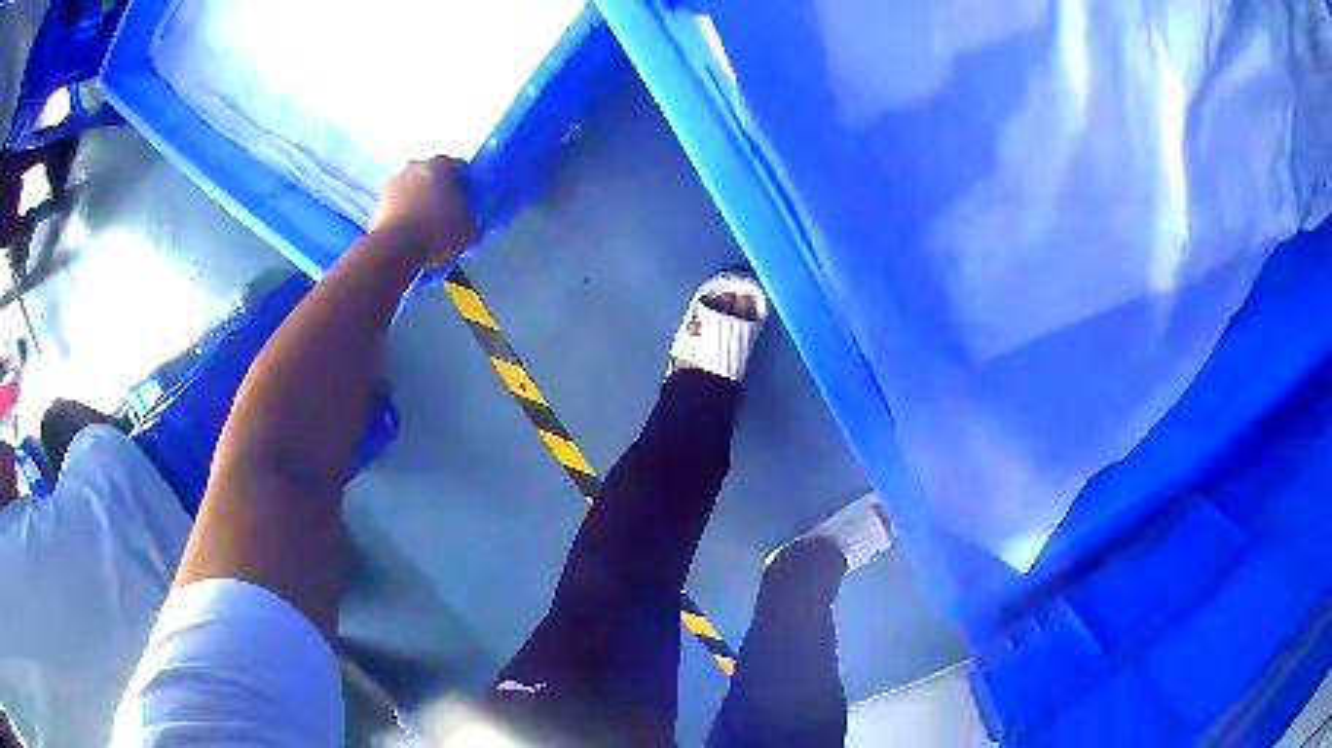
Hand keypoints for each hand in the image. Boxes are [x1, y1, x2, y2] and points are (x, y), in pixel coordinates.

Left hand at [370, 156, 475, 264]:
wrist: (395, 248)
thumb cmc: (437, 230)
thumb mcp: (468, 226)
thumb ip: (470, 213)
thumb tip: (466, 213)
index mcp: (441, 165)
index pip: (460, 168)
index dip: (466, 185)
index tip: (467, 201)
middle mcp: (416, 166)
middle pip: (432, 175)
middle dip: (439, 189)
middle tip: (446, 211)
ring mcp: (393, 182)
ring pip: (412, 188)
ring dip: (418, 200)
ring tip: (425, 223)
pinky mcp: (378, 202)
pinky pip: (397, 204)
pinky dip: (403, 213)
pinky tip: (409, 231)